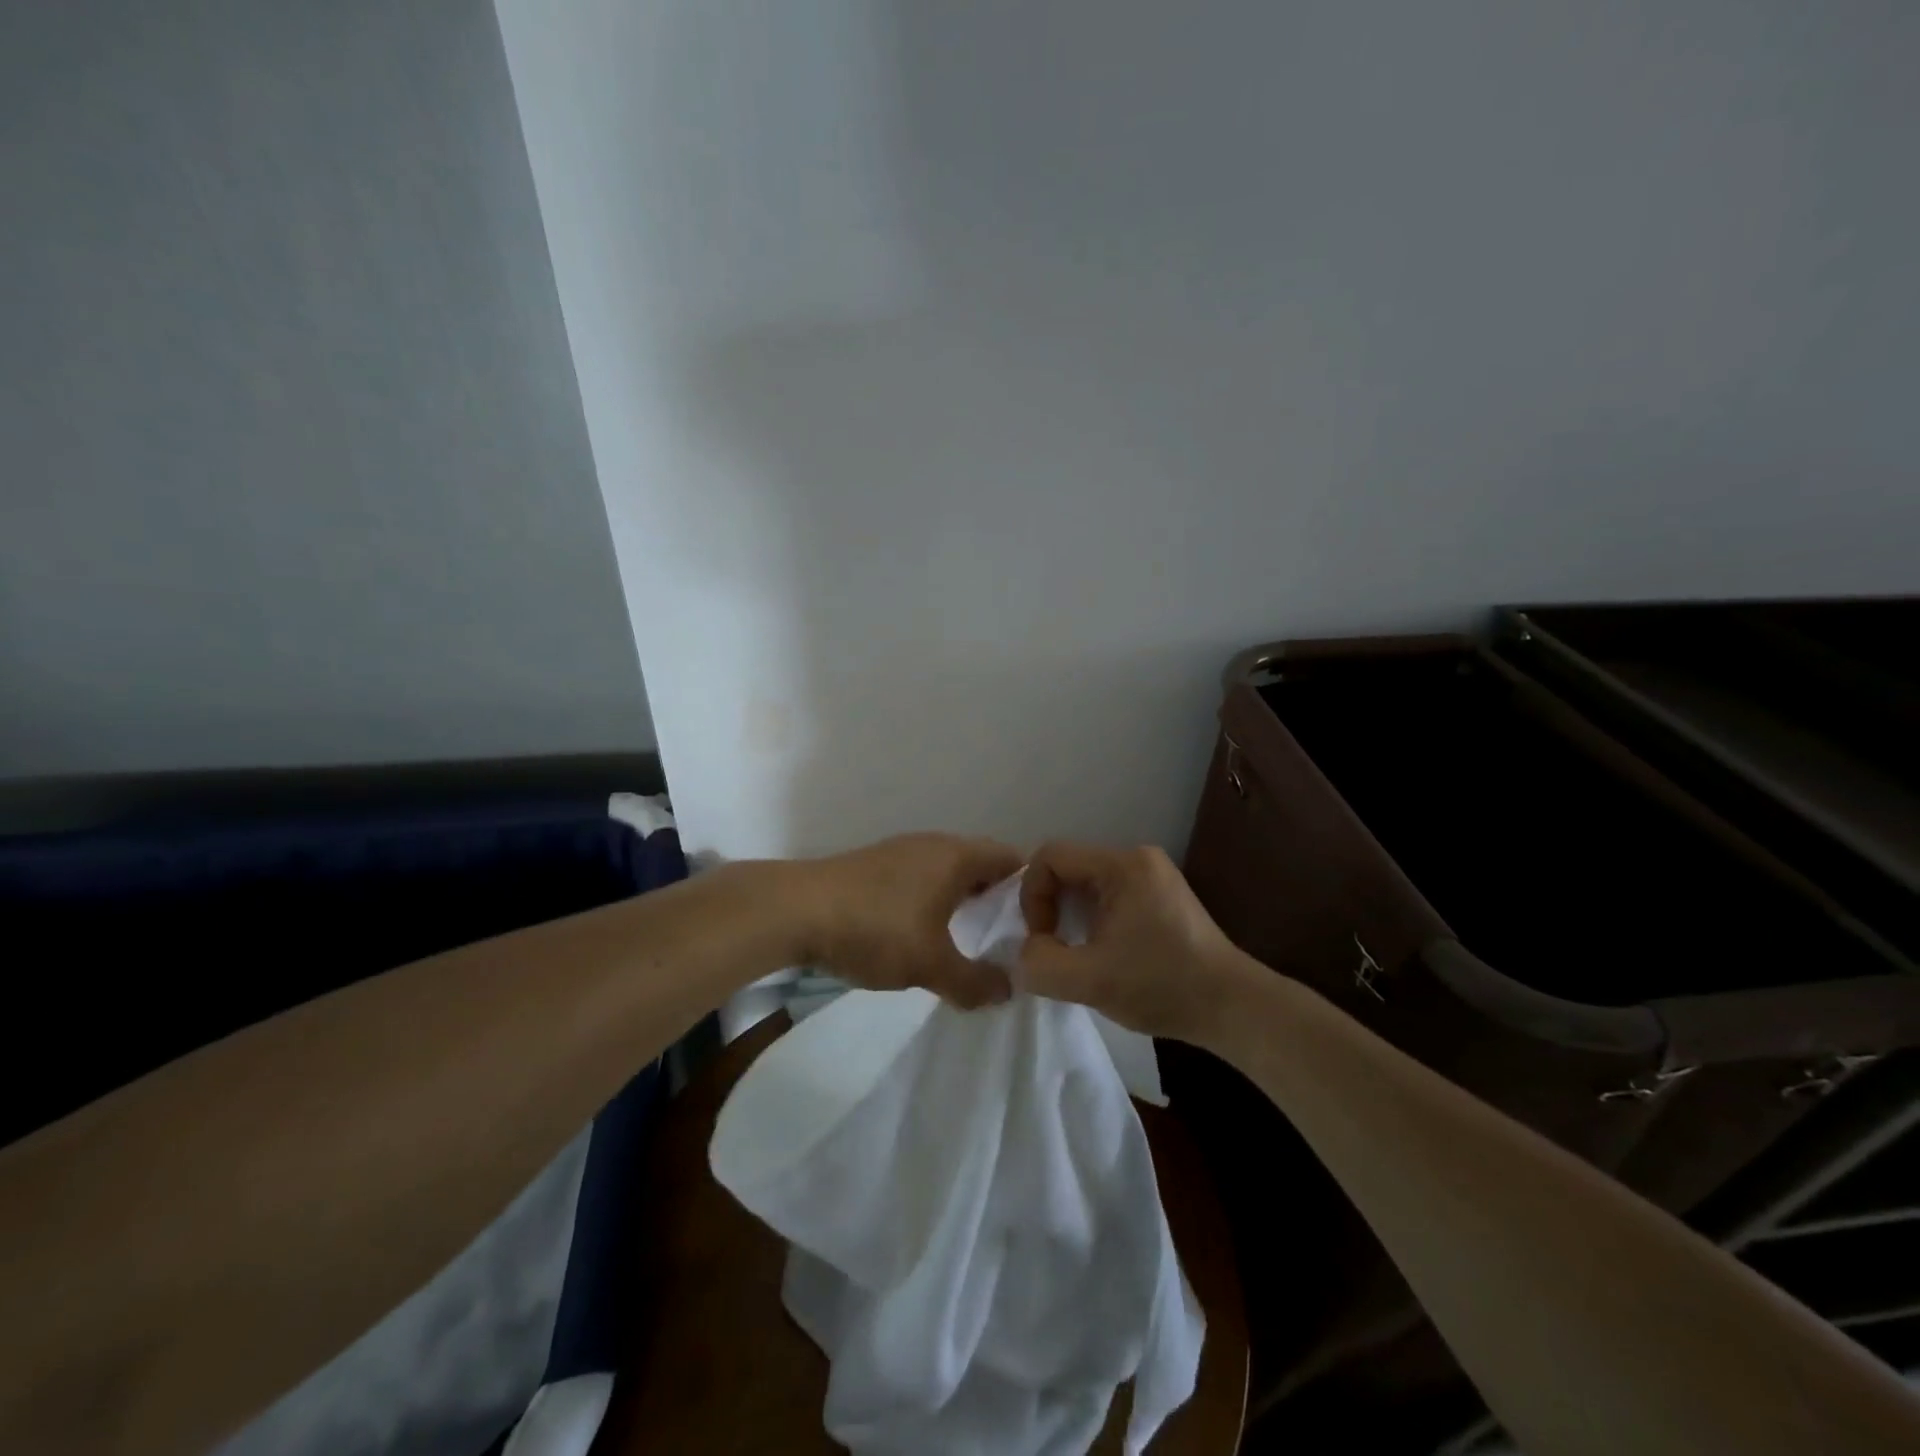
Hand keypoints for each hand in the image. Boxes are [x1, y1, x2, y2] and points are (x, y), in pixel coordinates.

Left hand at [792, 833, 1026, 1008]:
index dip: (1029, 890)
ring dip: (959, 901)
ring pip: (946, 872)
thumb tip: (1007, 991)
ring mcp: (899, 851)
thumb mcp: (930, 964)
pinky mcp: (873, 866)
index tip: (1034, 926)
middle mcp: (932, 844)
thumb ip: (973, 982)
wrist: (794, 910)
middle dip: (994, 900)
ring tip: (964, 941)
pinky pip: (919, 879)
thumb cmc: (875, 928)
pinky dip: (930, 901)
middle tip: (1003, 940)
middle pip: (979, 864)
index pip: (1011, 860)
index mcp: (956, 856)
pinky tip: (919, 933)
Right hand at [1019, 841, 1248, 1042]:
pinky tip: (1101, 953)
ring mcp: (1153, 875)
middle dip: (1050, 906)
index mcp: (1122, 865)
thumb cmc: (1161, 986)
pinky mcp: (1161, 896)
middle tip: (1053, 948)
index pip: (1051, 856)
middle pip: (1069, 867)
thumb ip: (1041, 964)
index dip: (1032, 894)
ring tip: (1075, 953)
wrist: (1232, 1007)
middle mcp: (1138, 858)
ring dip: (1070, 915)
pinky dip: (1092, 919)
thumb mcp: (1090, 981)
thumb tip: (1024, 953)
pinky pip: (1109, 894)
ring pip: (1087, 883)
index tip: (1041, 938)